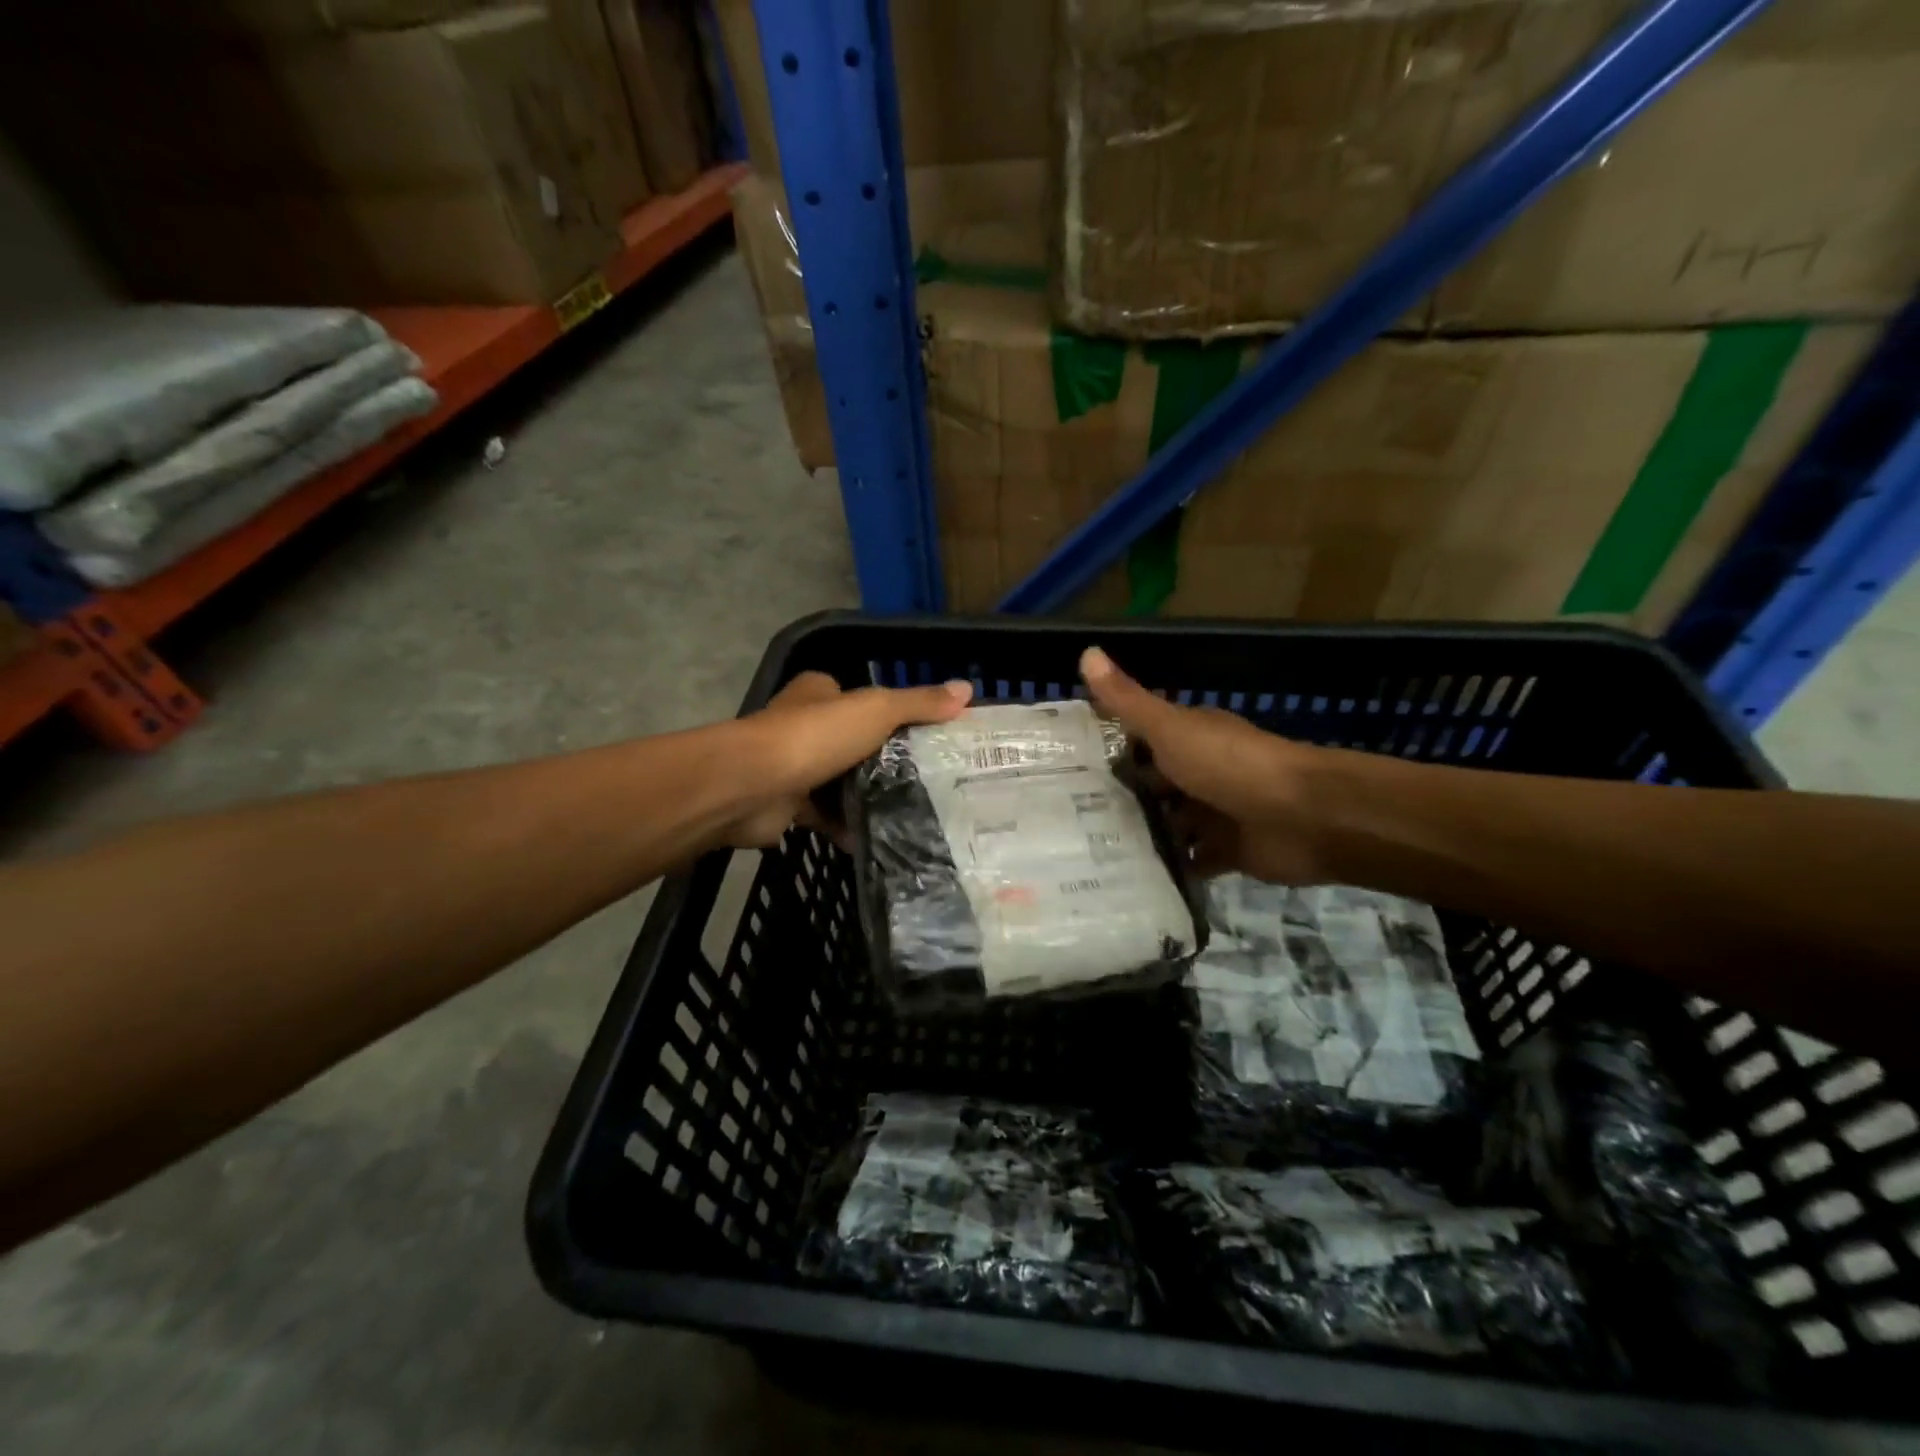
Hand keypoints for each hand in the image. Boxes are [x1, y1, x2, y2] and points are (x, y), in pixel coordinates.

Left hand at [726, 671, 972, 847]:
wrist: (751, 787)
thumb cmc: (815, 737)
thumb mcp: (877, 710)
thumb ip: (919, 703)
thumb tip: (967, 690)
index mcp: (819, 694)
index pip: (862, 698)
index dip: (895, 713)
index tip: (929, 736)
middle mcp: (803, 726)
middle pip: (855, 742)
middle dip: (886, 760)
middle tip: (930, 779)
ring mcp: (794, 767)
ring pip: (841, 781)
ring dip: (869, 796)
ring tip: (916, 811)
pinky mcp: (788, 805)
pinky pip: (827, 817)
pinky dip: (850, 828)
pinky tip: (882, 839)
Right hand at [1079, 647, 1326, 883]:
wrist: (1304, 816)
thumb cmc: (1231, 765)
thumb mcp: (1170, 729)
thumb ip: (1128, 701)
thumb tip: (1086, 652)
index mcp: (1188, 738)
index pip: (1138, 740)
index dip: (1105, 749)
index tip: (1063, 766)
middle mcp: (1200, 772)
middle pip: (1151, 785)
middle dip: (1116, 800)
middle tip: (1062, 820)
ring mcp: (1214, 814)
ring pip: (1168, 825)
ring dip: (1140, 836)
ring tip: (1086, 854)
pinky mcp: (1226, 852)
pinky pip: (1190, 862)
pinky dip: (1169, 869)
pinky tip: (1129, 880)